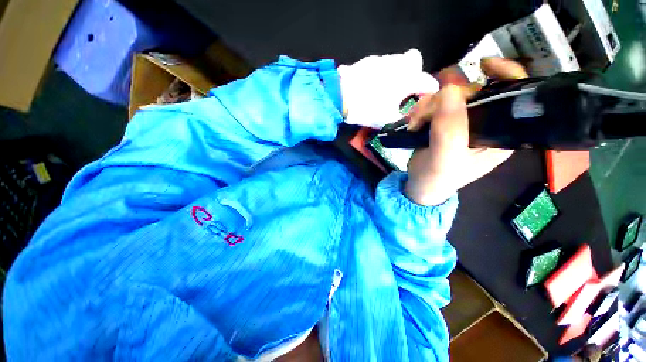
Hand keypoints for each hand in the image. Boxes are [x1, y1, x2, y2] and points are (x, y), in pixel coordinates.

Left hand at [338, 49, 438, 129]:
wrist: (341, 96)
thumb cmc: (368, 109)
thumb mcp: (388, 119)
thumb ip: (403, 116)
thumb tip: (409, 113)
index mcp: (408, 79)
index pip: (427, 81)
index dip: (429, 89)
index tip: (426, 96)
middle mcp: (399, 64)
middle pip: (415, 60)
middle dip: (414, 72)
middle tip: (405, 87)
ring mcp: (382, 59)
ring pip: (397, 60)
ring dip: (396, 71)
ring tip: (385, 88)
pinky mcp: (367, 60)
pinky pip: (380, 64)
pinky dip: (380, 73)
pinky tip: (372, 84)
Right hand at [404, 57, 527, 205]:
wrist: (419, 186)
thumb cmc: (437, 179)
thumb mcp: (445, 159)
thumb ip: (449, 130)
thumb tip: (449, 91)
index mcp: (500, 134)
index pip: (514, 96)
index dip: (505, 74)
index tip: (482, 65)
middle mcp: (485, 123)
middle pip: (473, 92)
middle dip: (445, 98)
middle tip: (423, 114)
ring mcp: (462, 121)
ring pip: (449, 96)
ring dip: (427, 105)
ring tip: (414, 123)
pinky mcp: (444, 122)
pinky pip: (434, 104)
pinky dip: (421, 109)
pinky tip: (413, 121)